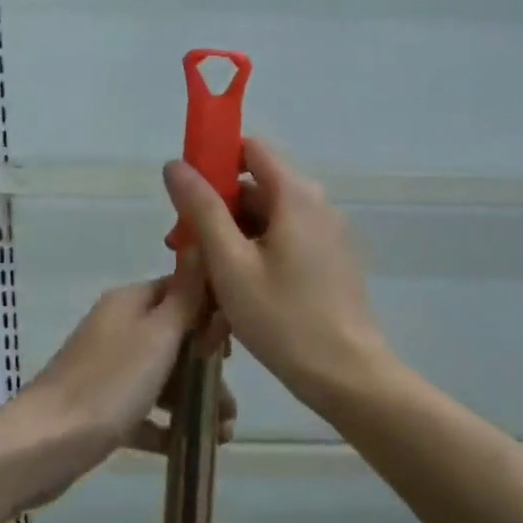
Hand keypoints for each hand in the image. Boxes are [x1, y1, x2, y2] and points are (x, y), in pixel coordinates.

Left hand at [22, 260, 235, 495]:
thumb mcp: (158, 334)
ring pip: (164, 377)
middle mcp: (119, 329)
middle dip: (208, 369)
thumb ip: (186, 295)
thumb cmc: (109, 383)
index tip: (234, 347)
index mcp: (130, 303)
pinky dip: (167, 425)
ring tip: (223, 433)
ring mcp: (108, 369)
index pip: (181, 291)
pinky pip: (144, 410)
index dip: (211, 314)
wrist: (43, 444)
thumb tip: (201, 243)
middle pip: (176, 339)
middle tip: (230, 403)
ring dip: (195, 400)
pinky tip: (190, 446)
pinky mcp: (102, 407)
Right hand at [162, 138, 391, 407]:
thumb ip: (202, 209)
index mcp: (296, 194)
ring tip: (203, 283)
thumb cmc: (282, 317)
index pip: (250, 149)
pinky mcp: (329, 261)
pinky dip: (255, 259)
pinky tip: (233, 297)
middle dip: (216, 213)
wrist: (346, 374)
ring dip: (231, 243)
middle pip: (255, 189)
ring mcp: (326, 234)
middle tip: (184, 251)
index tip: (186, 194)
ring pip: (266, 223)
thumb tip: (176, 164)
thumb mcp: (230, 263)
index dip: (214, 161)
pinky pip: (283, 245)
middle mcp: (316, 204)